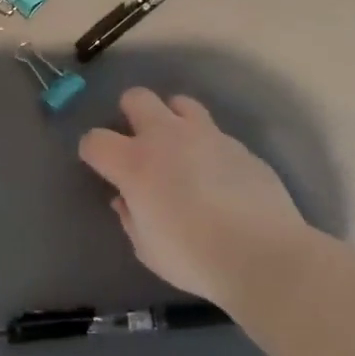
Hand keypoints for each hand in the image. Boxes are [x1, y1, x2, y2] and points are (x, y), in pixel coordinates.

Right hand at [78, 88, 306, 306]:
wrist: (262, 255)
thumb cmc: (192, 257)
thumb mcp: (146, 248)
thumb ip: (130, 217)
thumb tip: (126, 199)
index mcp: (134, 163)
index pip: (95, 140)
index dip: (92, 151)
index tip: (100, 167)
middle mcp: (166, 137)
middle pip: (136, 98)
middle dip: (130, 113)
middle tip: (137, 142)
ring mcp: (207, 136)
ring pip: (180, 103)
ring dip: (172, 119)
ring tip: (179, 147)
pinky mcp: (240, 146)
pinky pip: (215, 133)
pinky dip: (207, 147)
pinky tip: (217, 175)